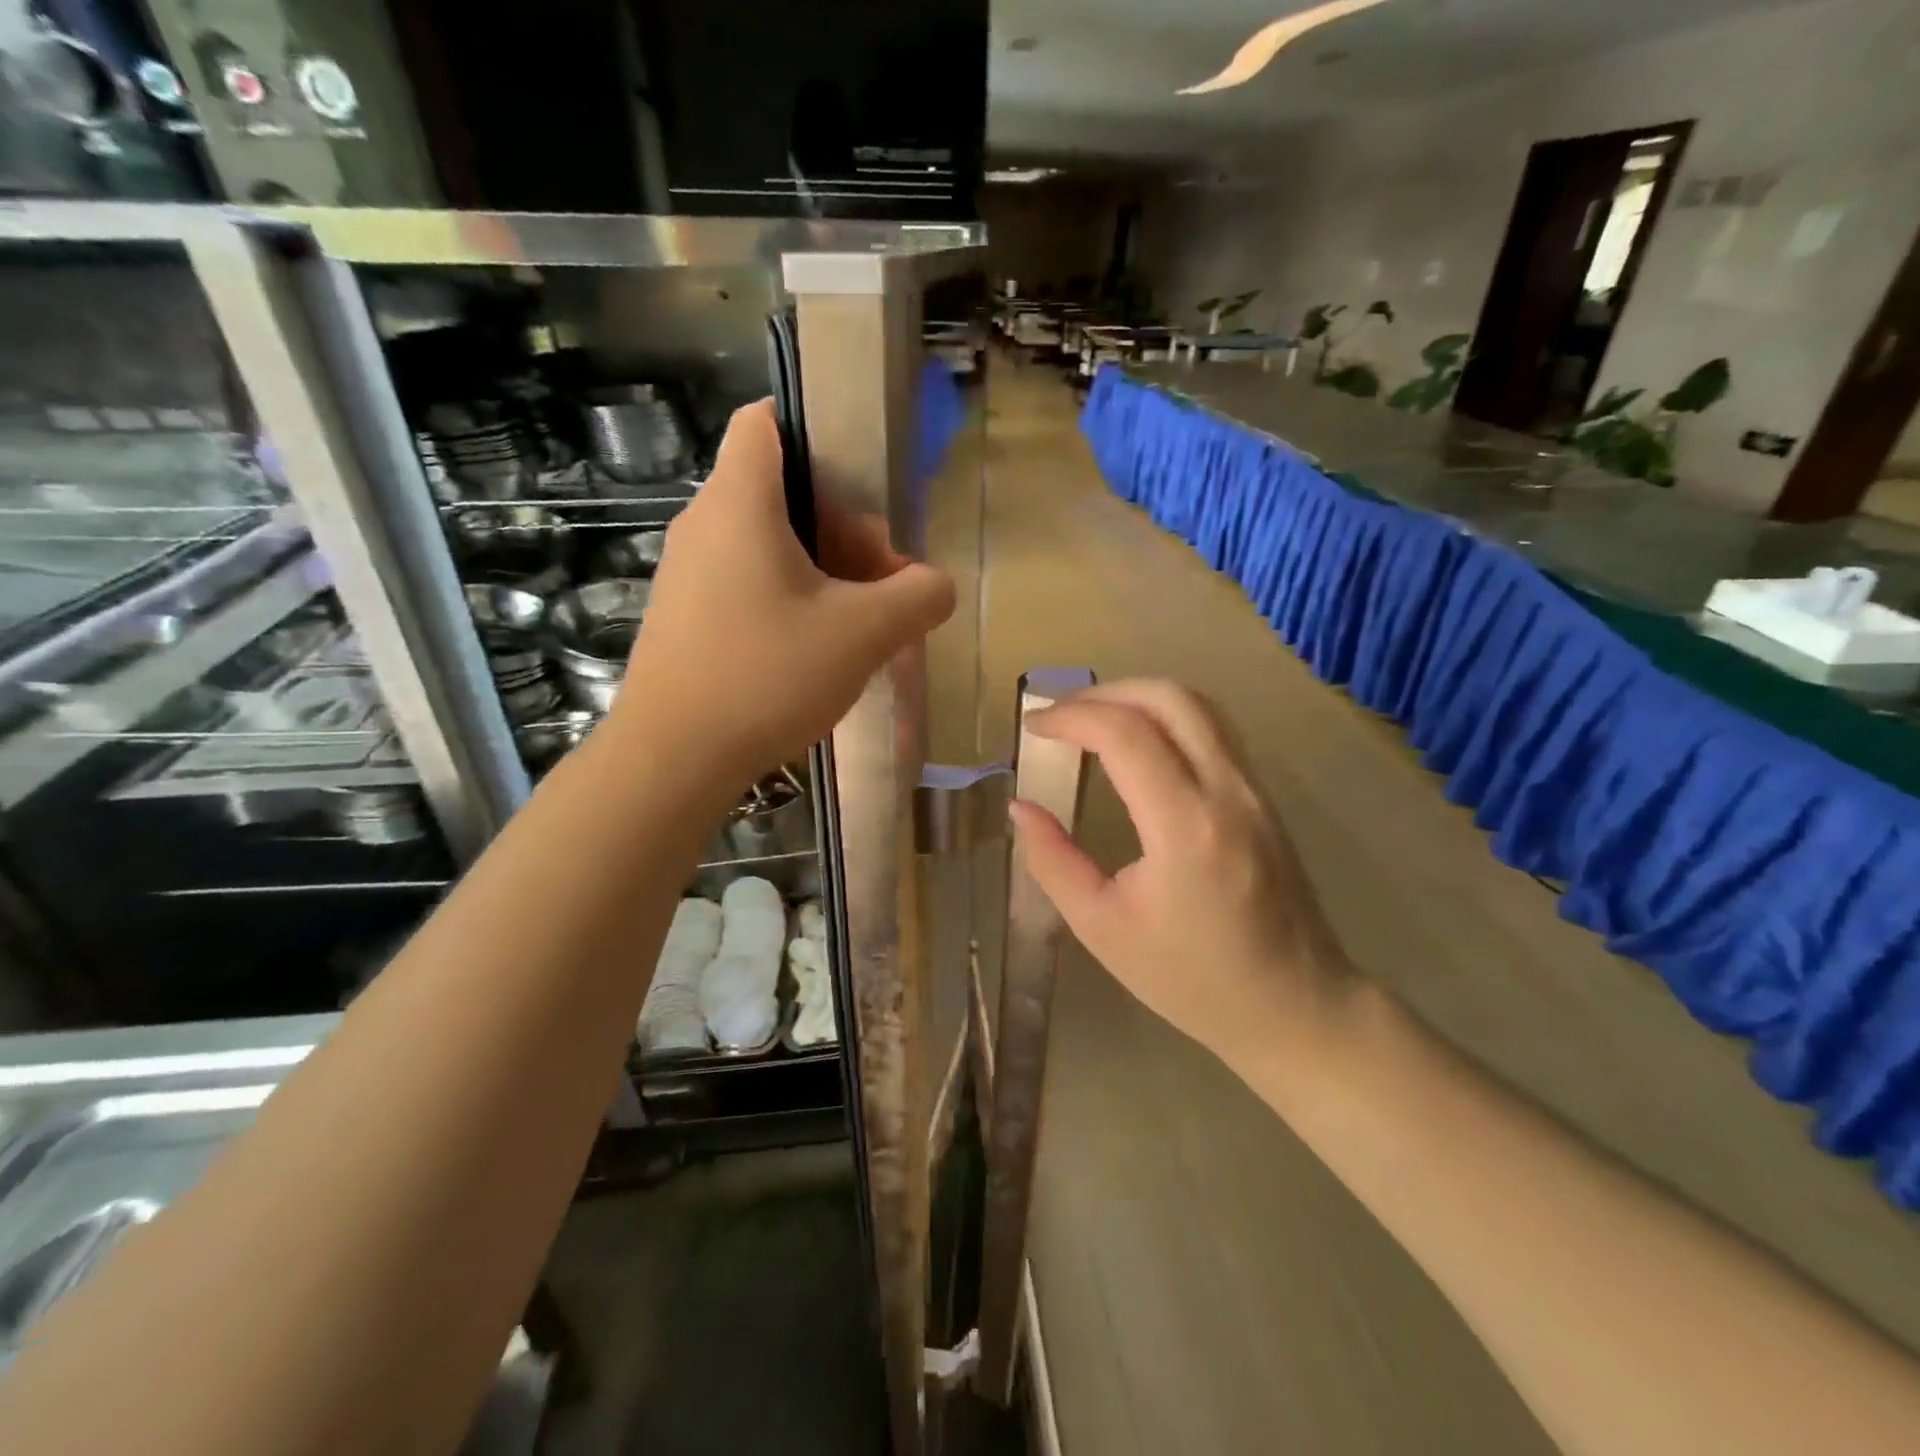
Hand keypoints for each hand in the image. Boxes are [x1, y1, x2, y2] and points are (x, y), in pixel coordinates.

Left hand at [621, 399, 954, 783]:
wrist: (673, 759)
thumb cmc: (766, 676)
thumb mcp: (863, 635)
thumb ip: (918, 597)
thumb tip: (937, 585)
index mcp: (739, 502)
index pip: (765, 420)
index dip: (815, 431)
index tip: (861, 479)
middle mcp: (703, 524)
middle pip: (780, 489)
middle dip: (841, 523)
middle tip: (879, 578)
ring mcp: (686, 573)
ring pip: (765, 542)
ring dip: (819, 568)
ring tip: (855, 622)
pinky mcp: (683, 616)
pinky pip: (744, 582)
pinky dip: (785, 597)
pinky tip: (812, 651)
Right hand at [1009, 680, 1354, 1066]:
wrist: (1297, 1007)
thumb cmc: (1192, 980)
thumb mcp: (1102, 928)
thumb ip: (1053, 861)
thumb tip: (1020, 807)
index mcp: (1185, 827)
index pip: (1125, 733)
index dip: (1071, 716)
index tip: (1033, 727)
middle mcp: (1227, 792)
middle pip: (1168, 697)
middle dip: (1104, 693)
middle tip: (1060, 716)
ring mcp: (1255, 790)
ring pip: (1198, 704)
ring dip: (1138, 697)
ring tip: (1093, 721)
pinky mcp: (1264, 797)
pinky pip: (1214, 729)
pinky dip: (1167, 716)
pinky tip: (1137, 744)